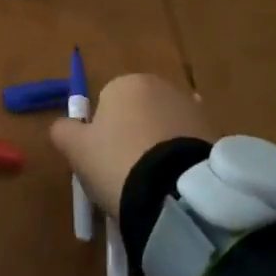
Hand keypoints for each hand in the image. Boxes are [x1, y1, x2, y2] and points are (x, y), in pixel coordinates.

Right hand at [48, 73, 210, 213]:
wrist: (176, 192)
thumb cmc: (117, 162)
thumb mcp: (76, 150)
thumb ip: (63, 131)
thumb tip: (61, 126)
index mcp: (126, 83)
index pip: (106, 103)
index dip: (101, 135)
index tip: (102, 162)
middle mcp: (161, 86)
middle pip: (137, 112)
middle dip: (131, 137)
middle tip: (124, 175)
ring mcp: (192, 108)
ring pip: (163, 128)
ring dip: (157, 148)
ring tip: (152, 185)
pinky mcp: (214, 133)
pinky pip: (186, 145)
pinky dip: (179, 159)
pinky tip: (174, 184)